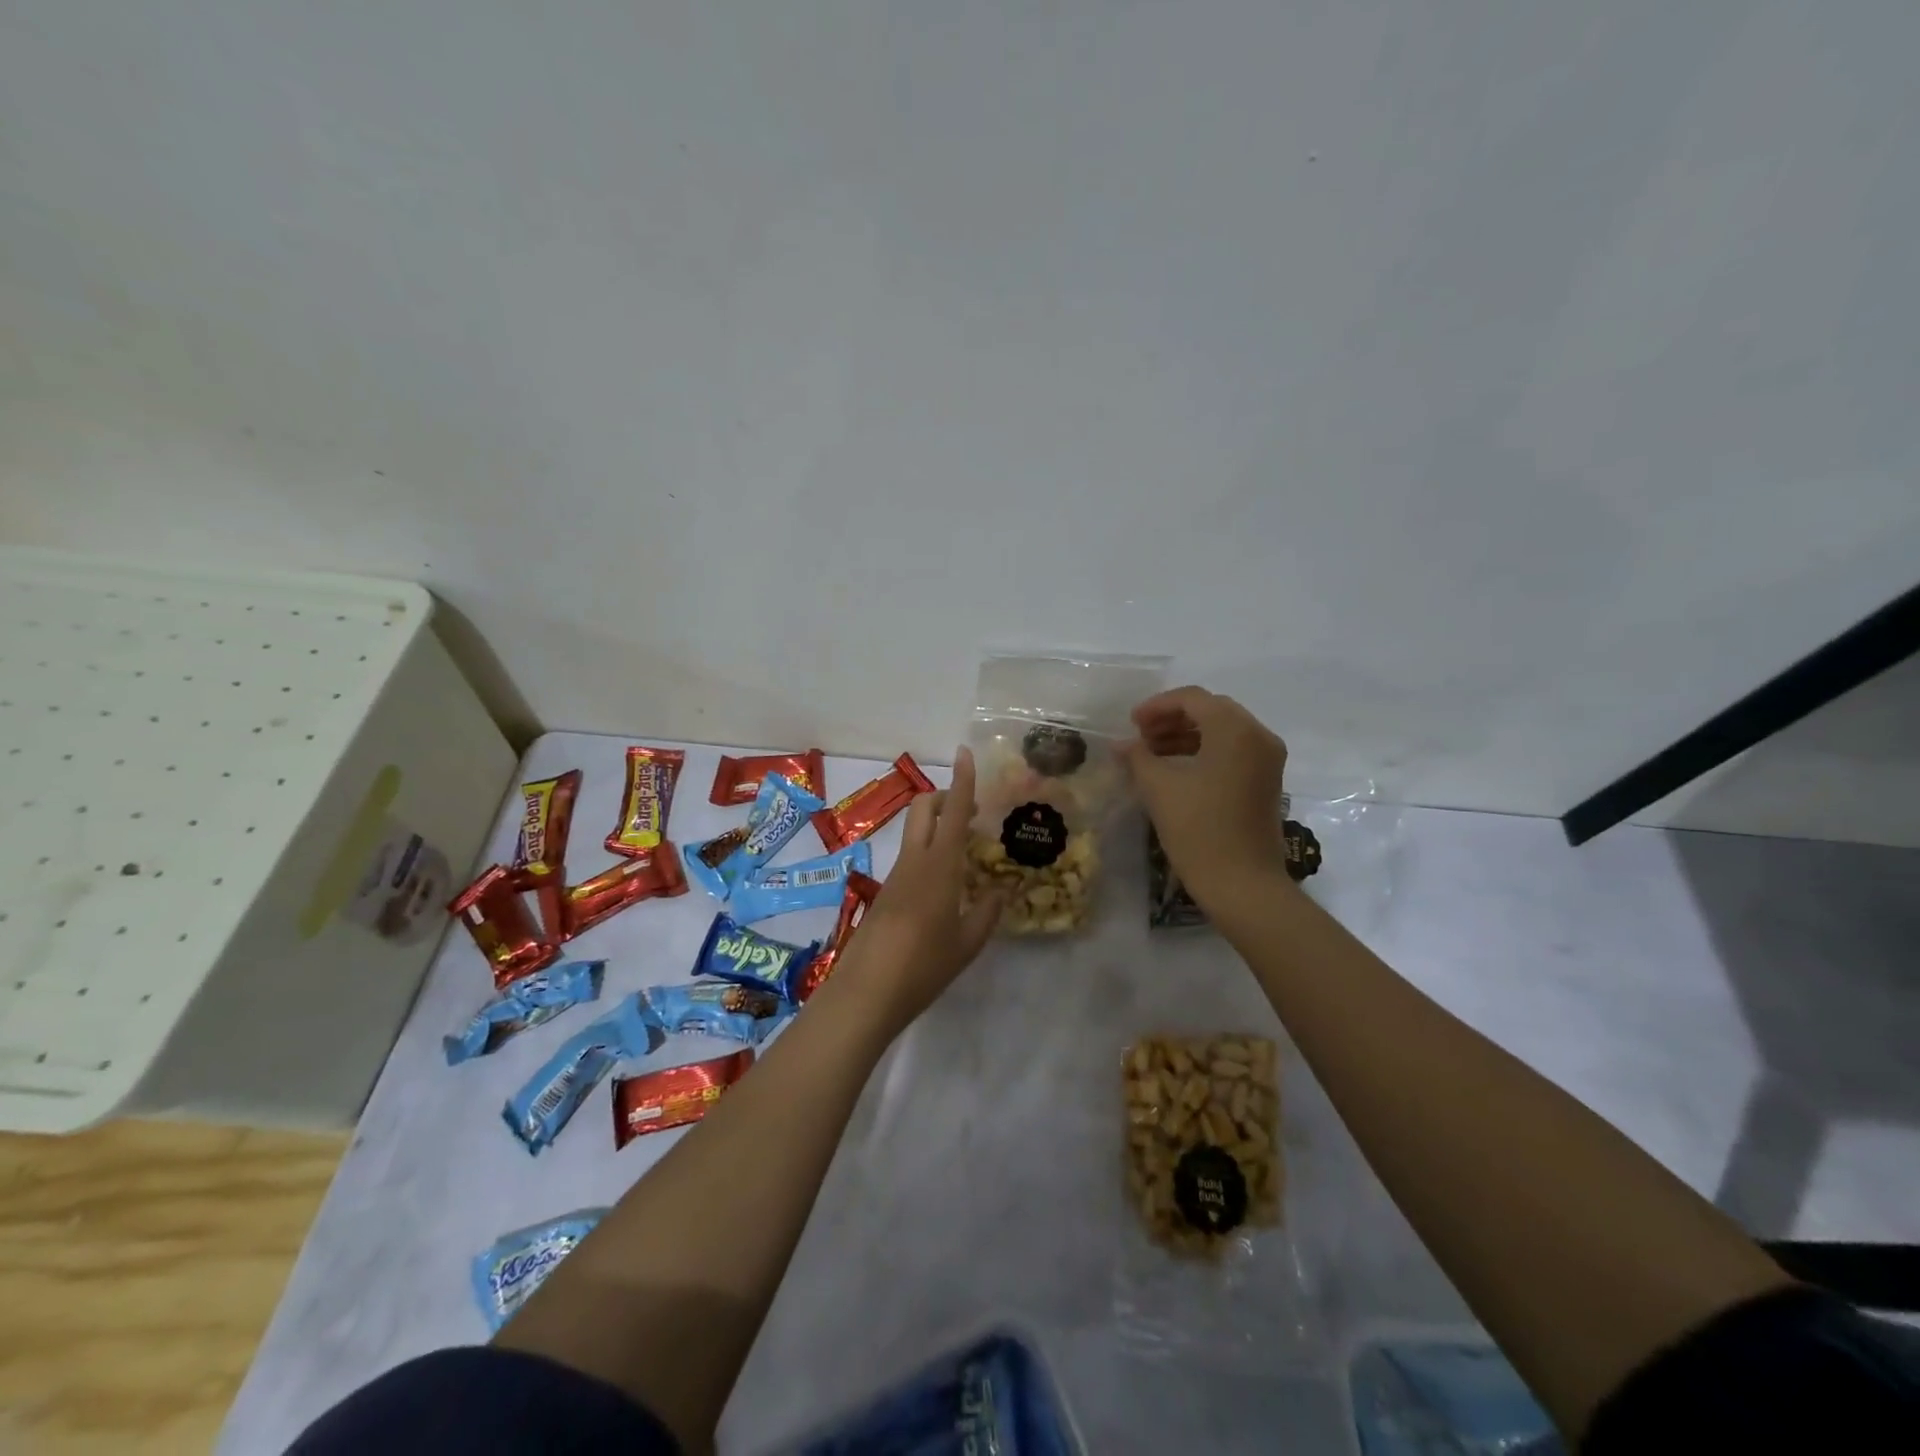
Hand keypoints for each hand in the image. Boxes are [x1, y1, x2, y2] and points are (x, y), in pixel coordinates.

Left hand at [835, 746, 1001, 1032]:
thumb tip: (1001, 891)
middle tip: (971, 812)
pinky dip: (929, 854)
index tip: (965, 753)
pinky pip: (910, 858)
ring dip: (938, 827)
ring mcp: (895, 876)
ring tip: (966, 855)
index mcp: (939, 866)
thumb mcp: (967, 943)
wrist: (866, 992)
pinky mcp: (886, 893)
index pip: (954, 811)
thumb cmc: (924, 965)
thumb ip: (986, 912)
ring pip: (916, 833)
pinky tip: (945, 888)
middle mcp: (914, 861)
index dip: (962, 780)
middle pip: (924, 809)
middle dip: (945, 797)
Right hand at [1118, 687, 1289, 898]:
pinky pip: (1232, 752)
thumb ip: (1138, 757)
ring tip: (1151, 754)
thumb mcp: (1159, 789)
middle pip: (1210, 711)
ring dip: (1185, 736)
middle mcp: (1258, 736)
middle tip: (1140, 736)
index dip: (1157, 706)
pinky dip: (1203, 752)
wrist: (1244, 886)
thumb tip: (1122, 745)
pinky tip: (1175, 771)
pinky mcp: (1266, 782)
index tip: (1130, 724)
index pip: (1193, 699)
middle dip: (1172, 719)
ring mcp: (1267, 761)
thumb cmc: (1199, 831)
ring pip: (1222, 732)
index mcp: (1235, 730)